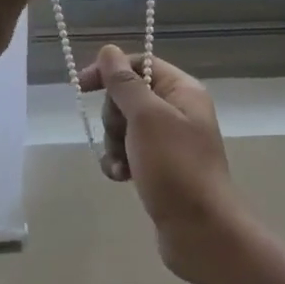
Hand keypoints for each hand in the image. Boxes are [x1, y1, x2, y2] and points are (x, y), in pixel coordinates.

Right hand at [79, 45, 242, 283]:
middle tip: (121, 136)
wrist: (202, 232)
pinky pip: (130, 153)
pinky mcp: (162, 168)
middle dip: (114, 117)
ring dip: (114, 144)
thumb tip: (108, 50)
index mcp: (183, 91)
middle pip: (128, 96)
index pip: (140, 64)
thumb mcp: (146, 118)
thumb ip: (124, 83)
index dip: (110, 71)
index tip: (82, 86)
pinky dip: (120, 162)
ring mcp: (170, 142)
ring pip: (125, 127)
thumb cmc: (175, 167)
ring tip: (122, 165)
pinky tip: (120, 177)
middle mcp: (179, 111)